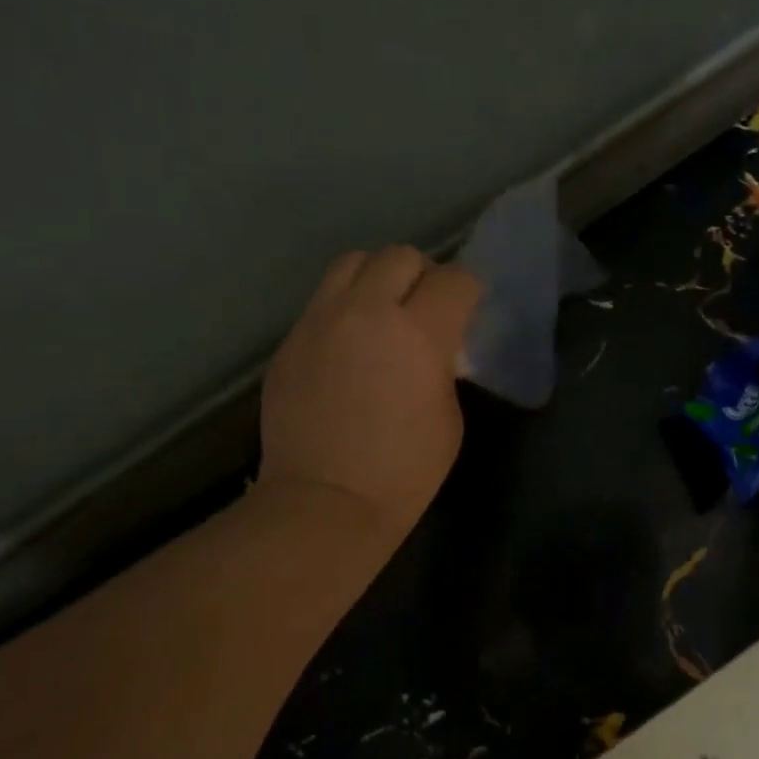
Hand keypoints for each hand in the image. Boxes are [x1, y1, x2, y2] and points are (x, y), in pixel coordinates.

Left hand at [258, 247, 481, 551]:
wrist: (325, 502)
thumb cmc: (404, 471)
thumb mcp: (448, 416)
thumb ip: (442, 366)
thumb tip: (433, 348)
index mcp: (418, 333)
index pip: (454, 279)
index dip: (468, 291)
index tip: (468, 309)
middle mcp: (365, 312)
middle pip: (399, 256)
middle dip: (422, 275)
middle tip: (426, 307)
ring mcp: (319, 322)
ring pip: (352, 264)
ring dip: (377, 279)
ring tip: (383, 313)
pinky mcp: (289, 341)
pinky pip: (322, 303)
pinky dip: (344, 311)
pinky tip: (349, 348)